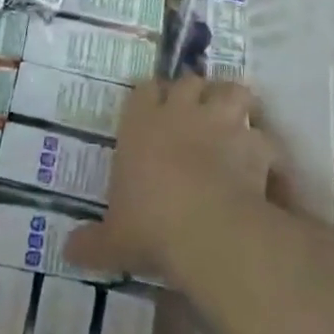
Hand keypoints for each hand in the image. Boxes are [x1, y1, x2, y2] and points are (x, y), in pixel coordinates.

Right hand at [67, 77, 278, 280]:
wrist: (206, 230)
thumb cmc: (149, 224)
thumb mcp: (114, 239)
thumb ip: (93, 242)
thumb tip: (67, 252)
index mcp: (141, 122)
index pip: (145, 89)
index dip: (152, 96)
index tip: (154, 108)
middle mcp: (180, 111)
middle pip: (189, 81)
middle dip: (195, 93)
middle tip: (195, 113)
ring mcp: (220, 123)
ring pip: (232, 91)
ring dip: (234, 103)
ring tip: (234, 121)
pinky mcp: (254, 145)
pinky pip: (265, 138)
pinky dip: (266, 150)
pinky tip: (265, 166)